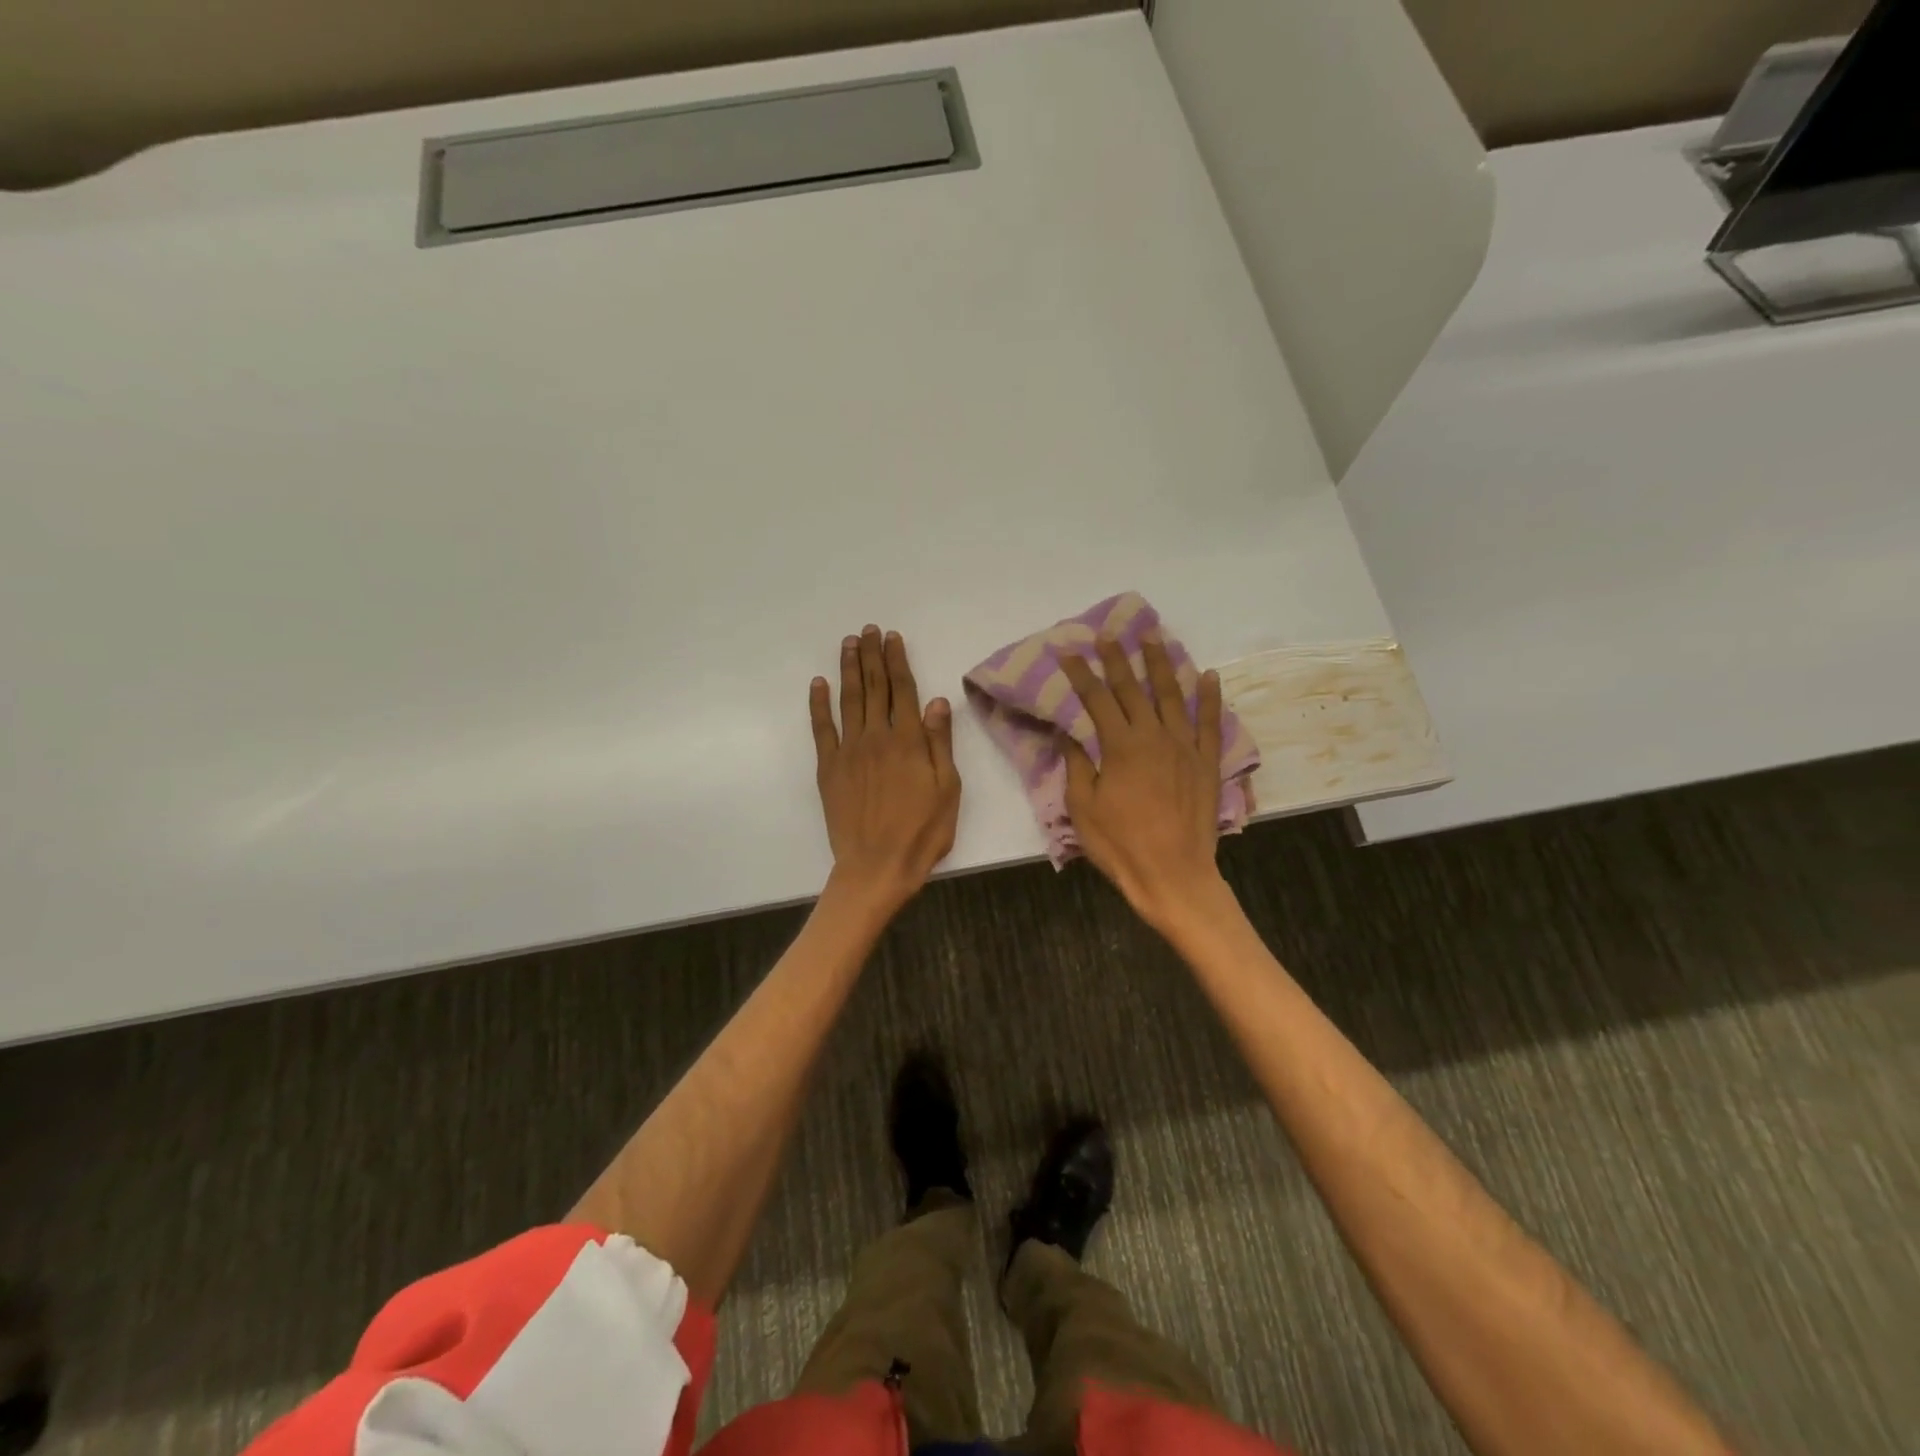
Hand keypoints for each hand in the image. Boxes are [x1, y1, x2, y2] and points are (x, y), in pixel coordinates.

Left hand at [811, 625, 960, 911]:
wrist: (877, 866)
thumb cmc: (922, 832)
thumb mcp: (947, 789)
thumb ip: (940, 742)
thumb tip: (937, 700)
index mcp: (909, 741)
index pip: (903, 690)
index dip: (897, 660)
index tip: (893, 638)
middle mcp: (877, 736)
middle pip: (874, 687)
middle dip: (872, 655)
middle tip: (869, 630)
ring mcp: (849, 751)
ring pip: (849, 700)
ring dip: (848, 669)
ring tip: (849, 643)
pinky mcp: (829, 768)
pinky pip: (822, 728)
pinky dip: (819, 704)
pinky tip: (818, 684)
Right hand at [1060, 635, 1226, 930]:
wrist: (1173, 875)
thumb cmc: (1120, 845)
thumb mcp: (1083, 807)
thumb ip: (1078, 765)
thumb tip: (1070, 732)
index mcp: (1121, 746)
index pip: (1097, 699)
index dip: (1082, 674)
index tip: (1069, 652)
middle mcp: (1154, 736)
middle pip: (1133, 689)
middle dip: (1119, 659)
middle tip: (1110, 633)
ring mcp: (1185, 747)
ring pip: (1173, 695)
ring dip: (1162, 664)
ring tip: (1154, 637)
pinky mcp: (1207, 762)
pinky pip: (1210, 722)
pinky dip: (1211, 697)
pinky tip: (1208, 674)